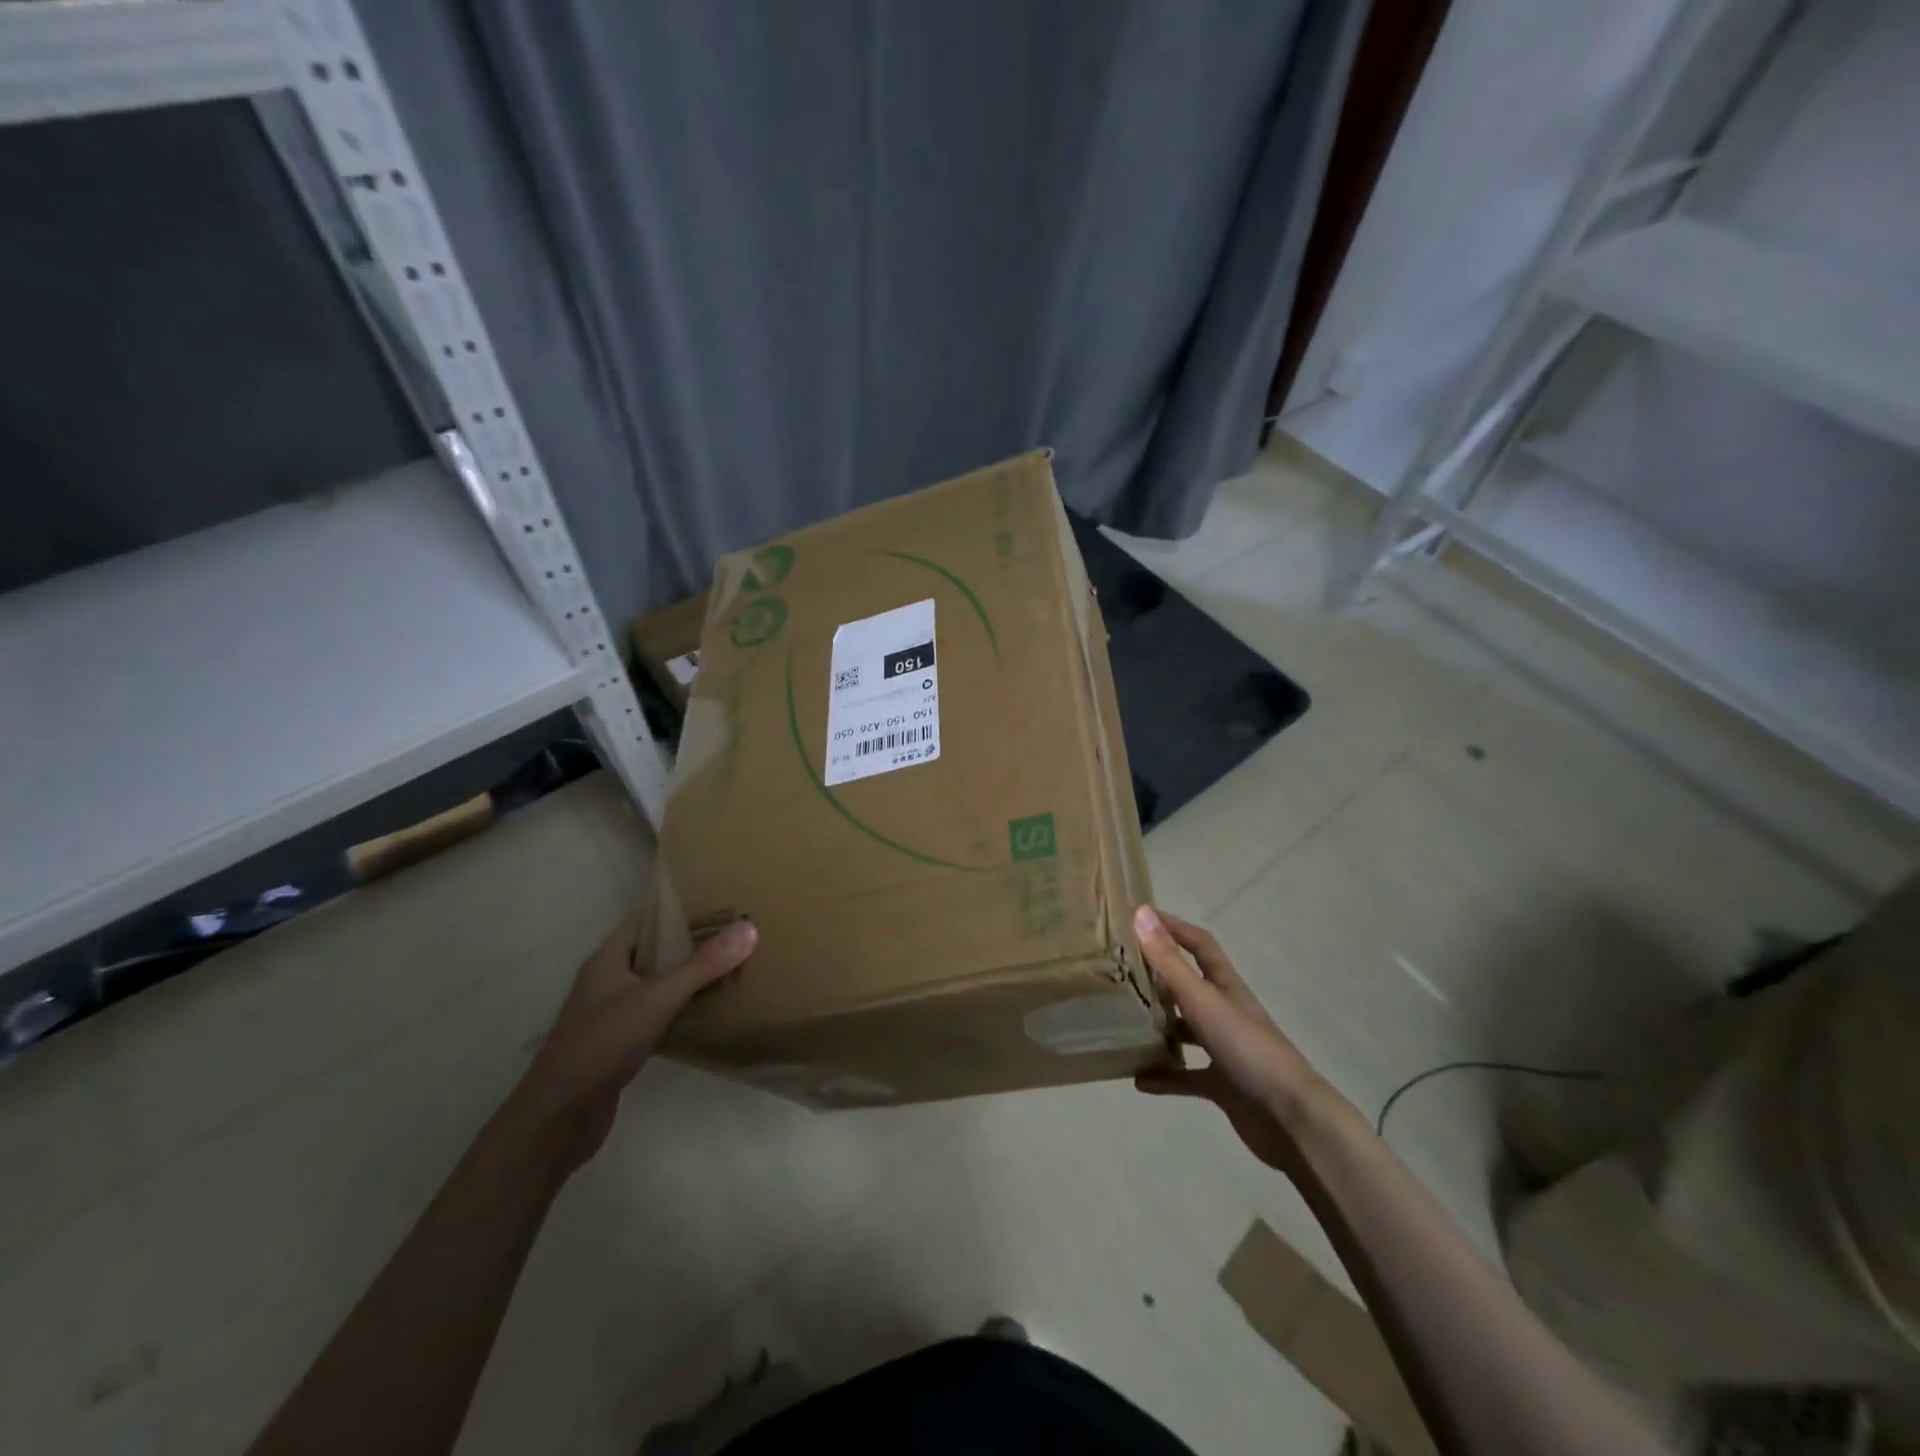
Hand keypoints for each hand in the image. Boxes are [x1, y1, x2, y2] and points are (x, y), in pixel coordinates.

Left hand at [506, 916, 756, 1171]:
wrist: (558, 1119)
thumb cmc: (602, 1045)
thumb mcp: (657, 999)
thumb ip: (702, 965)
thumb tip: (748, 928)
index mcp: (607, 960)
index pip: (646, 920)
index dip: (679, 910)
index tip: (719, 905)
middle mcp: (606, 982)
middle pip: (654, 952)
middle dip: (691, 944)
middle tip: (734, 937)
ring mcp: (610, 1014)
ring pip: (656, 985)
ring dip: (687, 979)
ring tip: (730, 969)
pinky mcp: (618, 1045)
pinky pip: (656, 1015)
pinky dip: (680, 1010)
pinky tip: (708, 1014)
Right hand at [1132, 905, 1331, 1172]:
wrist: (1290, 1119)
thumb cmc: (1247, 1049)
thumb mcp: (1202, 1001)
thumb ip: (1170, 962)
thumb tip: (1140, 912)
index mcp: (1225, 986)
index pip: (1199, 944)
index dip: (1173, 927)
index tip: (1139, 917)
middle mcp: (1225, 1012)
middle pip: (1188, 985)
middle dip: (1157, 976)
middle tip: (1119, 971)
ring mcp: (1225, 1050)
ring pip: (1185, 1030)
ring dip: (1158, 1026)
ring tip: (1122, 1023)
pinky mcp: (1223, 1085)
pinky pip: (1186, 1076)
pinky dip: (1164, 1076)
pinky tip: (1139, 1079)